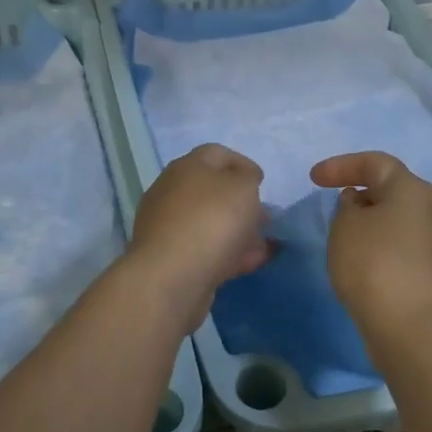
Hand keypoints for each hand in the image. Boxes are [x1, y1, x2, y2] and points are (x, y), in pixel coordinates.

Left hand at [129, 144, 271, 309]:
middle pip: (211, 190)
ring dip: (237, 231)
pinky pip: (204, 249)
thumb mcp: (243, 187)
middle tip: (264, 217)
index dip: (243, 164)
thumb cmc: (211, 221)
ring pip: (209, 222)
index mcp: (186, 167)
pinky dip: (227, 253)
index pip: (217, 154)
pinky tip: (249, 263)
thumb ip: (248, 178)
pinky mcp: (169, 258)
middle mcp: (171, 192)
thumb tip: (242, 181)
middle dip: (241, 203)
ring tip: (262, 246)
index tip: (263, 184)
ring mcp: (167, 226)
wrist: (171, 277)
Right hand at [311, 152, 431, 347]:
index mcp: (412, 190)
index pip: (375, 163)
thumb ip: (347, 207)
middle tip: (333, 205)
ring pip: (396, 222)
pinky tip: (359, 265)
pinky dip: (378, 249)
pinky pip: (400, 250)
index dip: (341, 165)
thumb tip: (361, 206)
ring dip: (369, 224)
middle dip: (360, 194)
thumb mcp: (345, 226)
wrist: (414, 329)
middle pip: (391, 191)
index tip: (313, 179)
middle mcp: (431, 211)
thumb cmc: (375, 264)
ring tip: (342, 237)